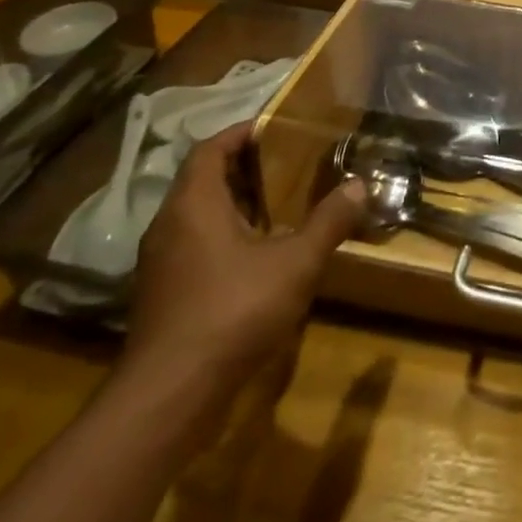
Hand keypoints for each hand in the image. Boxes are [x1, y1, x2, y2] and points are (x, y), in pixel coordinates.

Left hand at [119, 124, 366, 426]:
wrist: (170, 394)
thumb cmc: (233, 311)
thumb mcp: (295, 263)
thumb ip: (328, 222)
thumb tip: (360, 185)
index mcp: (194, 204)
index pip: (210, 148)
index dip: (240, 133)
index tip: (274, 127)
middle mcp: (169, 225)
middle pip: (202, 179)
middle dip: (243, 167)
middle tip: (287, 164)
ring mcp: (161, 262)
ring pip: (197, 215)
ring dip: (235, 203)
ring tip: (280, 205)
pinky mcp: (164, 293)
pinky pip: (194, 244)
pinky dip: (224, 235)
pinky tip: (258, 254)